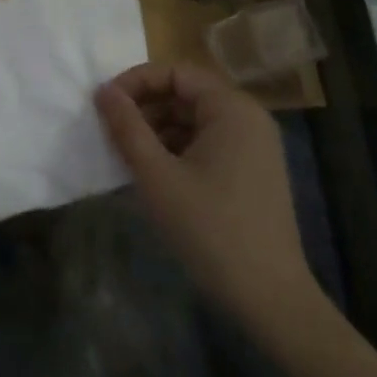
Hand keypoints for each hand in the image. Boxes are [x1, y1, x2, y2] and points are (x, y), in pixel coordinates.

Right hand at [95, 63, 322, 330]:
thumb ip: (127, 127)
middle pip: (186, 94)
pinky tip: (157, 175)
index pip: (175, 73)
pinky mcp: (254, 173)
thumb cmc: (211, 230)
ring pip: (195, 120)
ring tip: (129, 154)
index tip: (106, 105)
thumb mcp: (158, 176)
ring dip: (159, 130)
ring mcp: (255, 147)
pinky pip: (209, 143)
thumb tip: (103, 89)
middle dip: (146, 108)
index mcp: (231, 108)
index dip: (137, 82)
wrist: (272, 303)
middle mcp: (248, 117)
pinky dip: (179, 150)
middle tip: (113, 131)